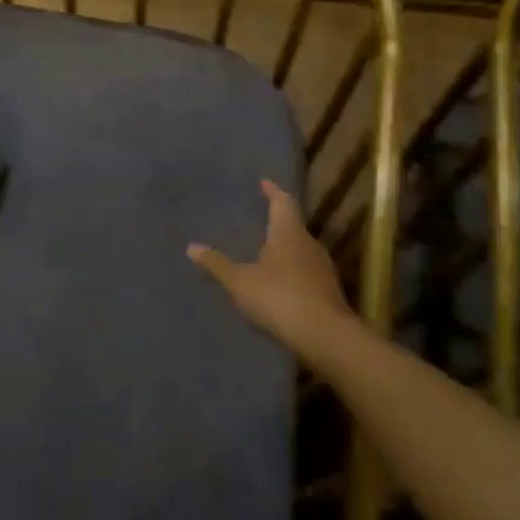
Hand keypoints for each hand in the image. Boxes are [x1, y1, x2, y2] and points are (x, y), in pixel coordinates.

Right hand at [189, 179, 351, 357]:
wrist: (325, 337)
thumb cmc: (280, 298)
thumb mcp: (240, 282)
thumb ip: (217, 265)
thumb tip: (191, 247)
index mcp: (288, 232)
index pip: (282, 201)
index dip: (272, 190)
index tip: (263, 182)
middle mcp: (309, 243)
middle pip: (293, 224)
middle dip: (276, 221)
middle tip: (258, 219)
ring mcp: (322, 268)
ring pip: (300, 249)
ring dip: (284, 247)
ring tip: (264, 251)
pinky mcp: (328, 291)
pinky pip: (305, 271)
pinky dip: (291, 270)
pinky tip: (278, 282)